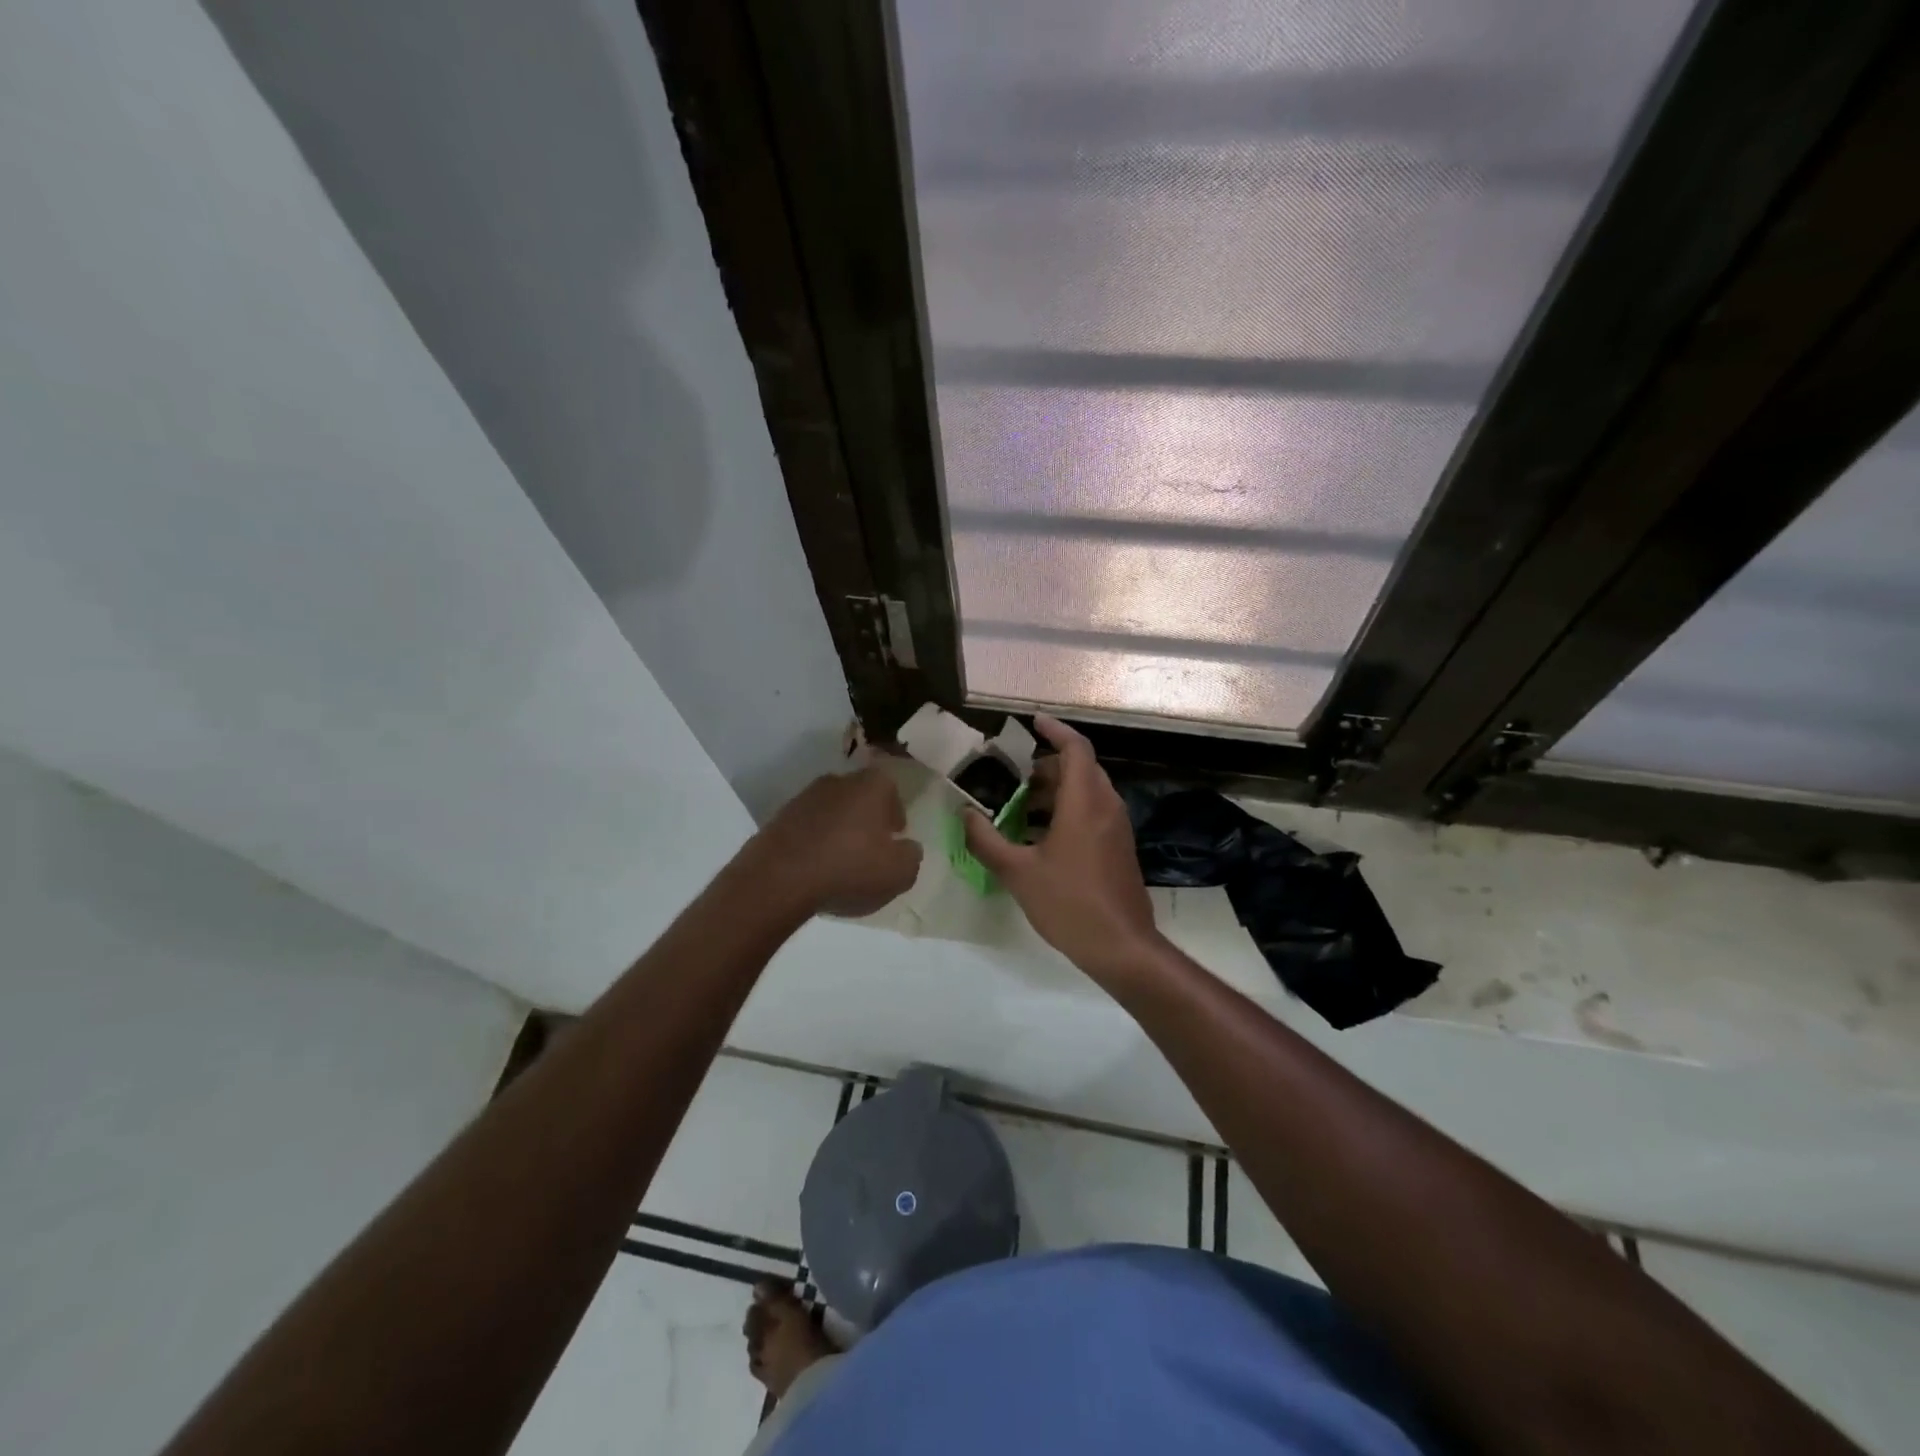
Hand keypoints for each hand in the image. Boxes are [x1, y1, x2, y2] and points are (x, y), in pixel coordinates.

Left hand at [751, 764, 921, 917]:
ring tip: (841, 862)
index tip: (895, 836)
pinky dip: (814, 843)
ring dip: (838, 830)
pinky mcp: (778, 819)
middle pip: (860, 796)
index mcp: (871, 785)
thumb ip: (911, 856)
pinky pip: (806, 829)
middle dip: (867, 819)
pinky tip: (815, 868)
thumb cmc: (850, 869)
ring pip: (831, 811)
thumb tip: (907, 847)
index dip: (895, 813)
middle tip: (871, 849)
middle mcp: (837, 781)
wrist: (779, 879)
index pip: (891, 788)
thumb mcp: (899, 873)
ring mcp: (803, 798)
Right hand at [963, 715, 1162, 982]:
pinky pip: (1093, 811)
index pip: (1075, 748)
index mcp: (1085, 802)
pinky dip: (1067, 809)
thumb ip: (987, 840)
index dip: (1055, 730)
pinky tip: (1040, 835)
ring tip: (1020, 805)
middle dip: (1047, 764)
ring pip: (1087, 790)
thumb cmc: (1069, 904)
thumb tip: (964, 814)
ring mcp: (1116, 827)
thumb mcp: (1017, 873)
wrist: (1122, 946)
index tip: (1032, 722)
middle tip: (1014, 774)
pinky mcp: (1118, 846)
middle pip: (1080, 768)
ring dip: (1056, 789)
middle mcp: (1106, 806)